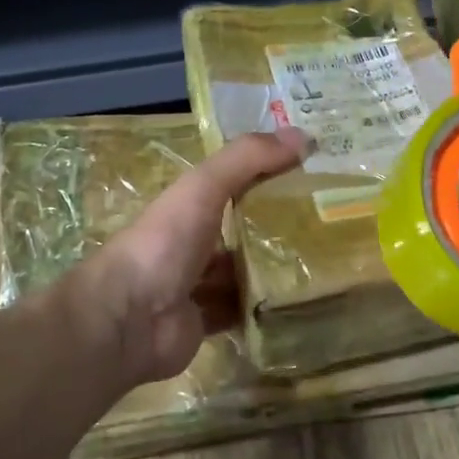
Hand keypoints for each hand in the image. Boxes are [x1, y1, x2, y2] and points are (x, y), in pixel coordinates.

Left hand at [71, 128, 312, 387]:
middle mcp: (190, 243)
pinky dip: (265, 309)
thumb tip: (305, 136)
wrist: (128, 320)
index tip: (311, 173)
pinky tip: (301, 302)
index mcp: (186, 207)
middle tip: (330, 224)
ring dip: (274, 269)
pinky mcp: (206, 323)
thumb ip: (247, 159)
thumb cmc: (164, 244)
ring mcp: (196, 285)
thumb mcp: (204, 188)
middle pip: (240, 230)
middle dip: (277, 227)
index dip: (267, 175)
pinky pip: (242, 312)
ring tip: (326, 262)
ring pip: (243, 273)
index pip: (231, 184)